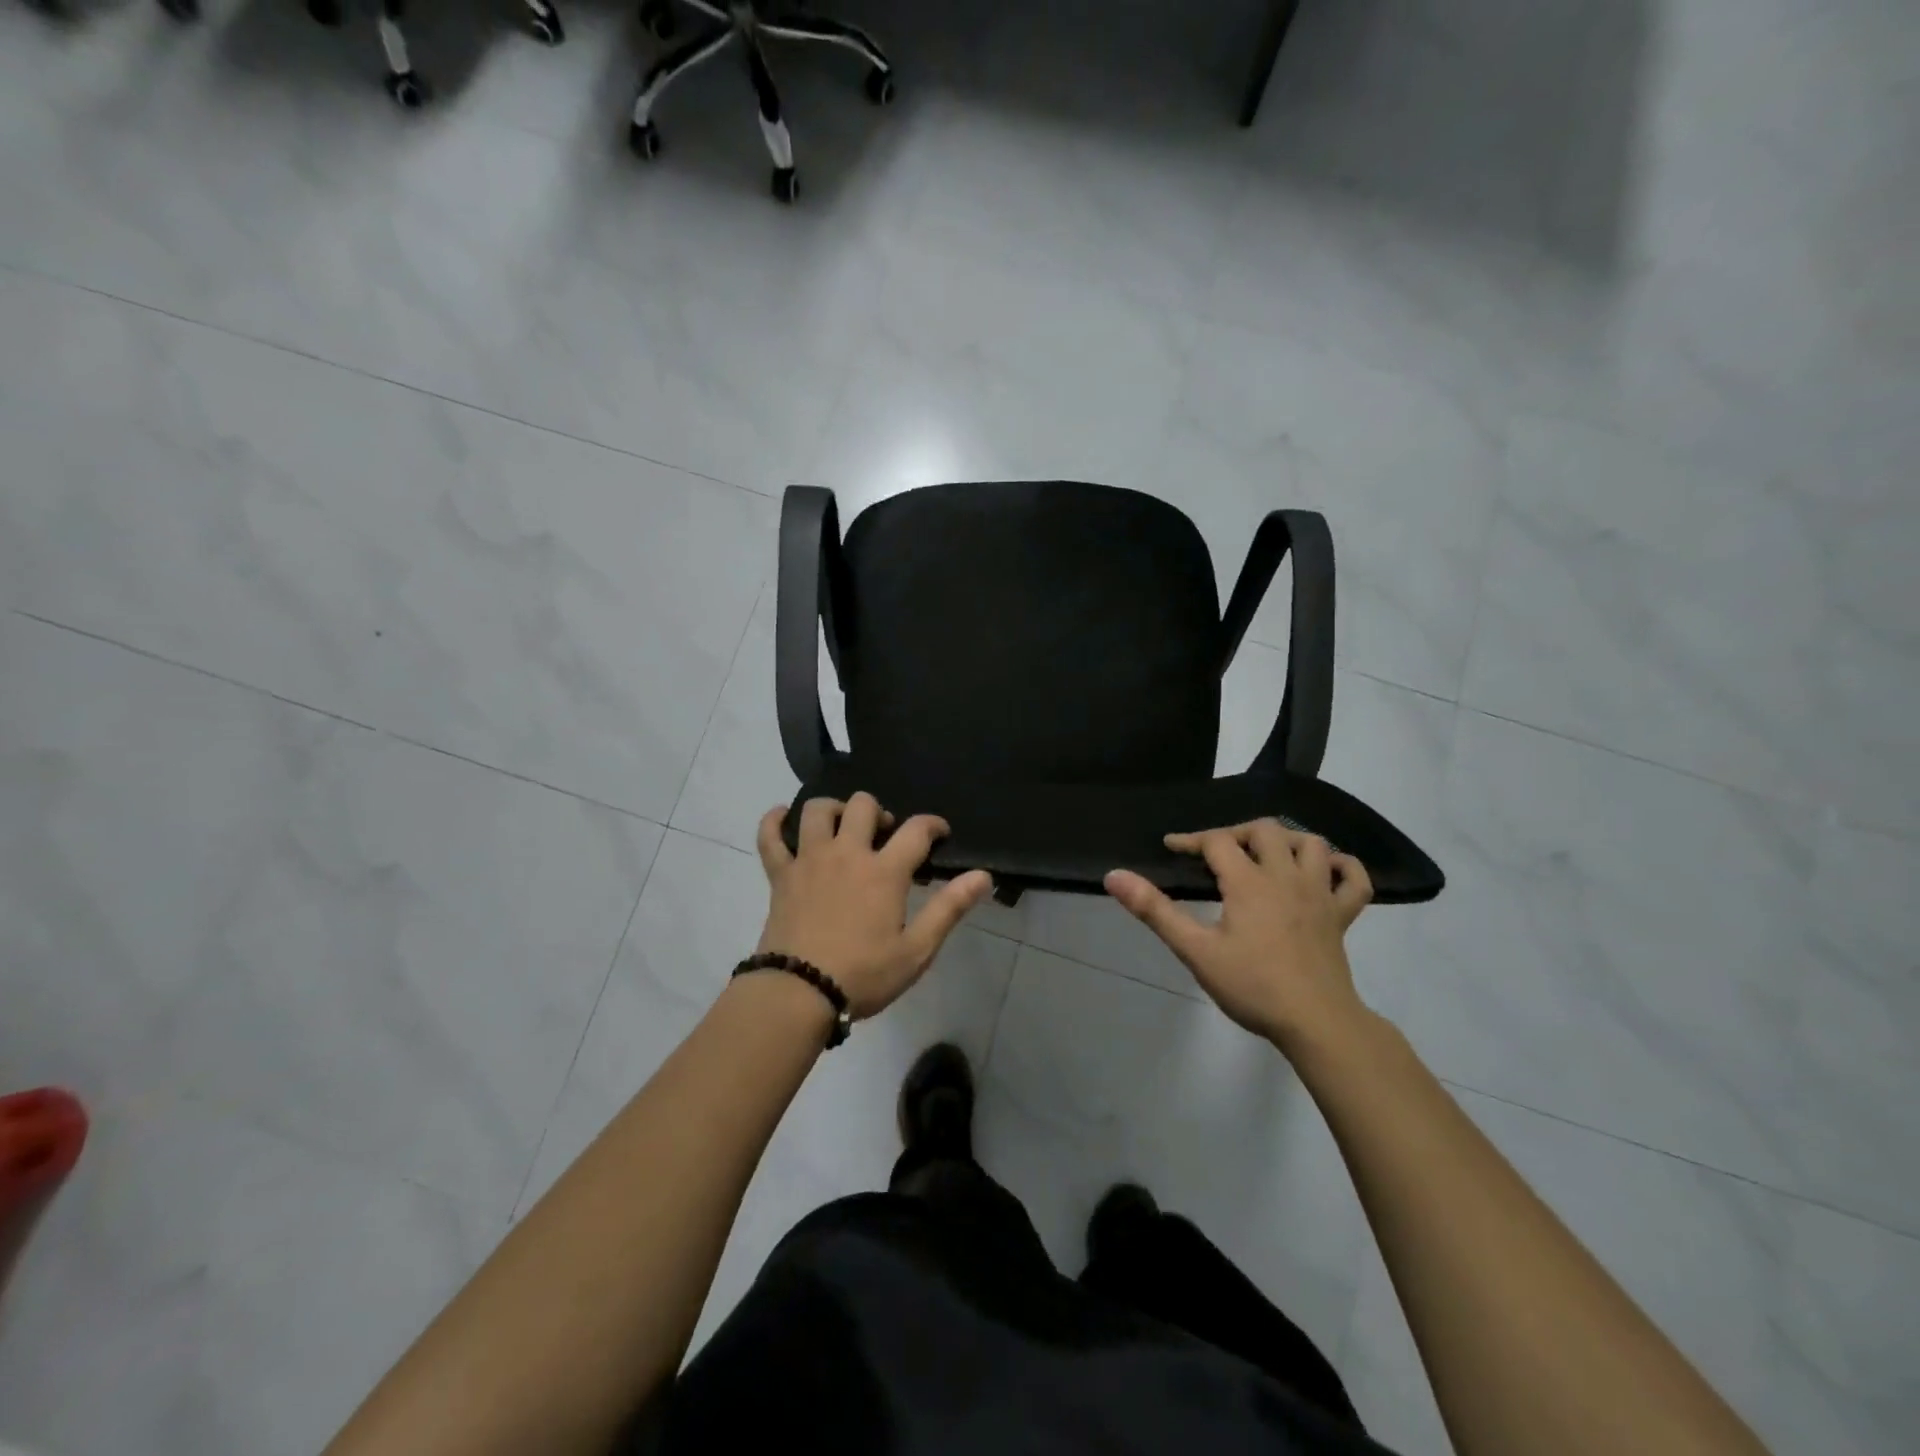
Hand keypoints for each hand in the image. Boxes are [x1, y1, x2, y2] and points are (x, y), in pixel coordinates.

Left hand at [755, 793, 993, 1018]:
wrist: (798, 994)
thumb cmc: (863, 975)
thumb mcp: (917, 949)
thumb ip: (950, 908)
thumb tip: (983, 876)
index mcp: (884, 871)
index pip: (916, 830)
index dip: (933, 825)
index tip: (939, 833)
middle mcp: (847, 854)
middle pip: (864, 806)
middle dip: (880, 812)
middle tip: (885, 836)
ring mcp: (809, 860)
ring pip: (818, 810)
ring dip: (834, 809)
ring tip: (843, 827)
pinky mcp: (780, 875)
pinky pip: (770, 836)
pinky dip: (774, 822)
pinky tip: (782, 817)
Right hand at [1104, 821, 1373, 1050]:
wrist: (1316, 1022)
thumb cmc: (1252, 986)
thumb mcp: (1195, 950)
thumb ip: (1155, 910)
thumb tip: (1114, 875)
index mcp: (1249, 882)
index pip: (1217, 840)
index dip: (1191, 839)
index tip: (1171, 848)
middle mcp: (1286, 876)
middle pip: (1265, 830)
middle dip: (1236, 833)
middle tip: (1217, 854)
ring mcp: (1319, 894)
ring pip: (1311, 843)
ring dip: (1286, 841)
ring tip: (1265, 856)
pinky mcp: (1342, 916)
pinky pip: (1354, 879)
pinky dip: (1342, 866)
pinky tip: (1324, 871)